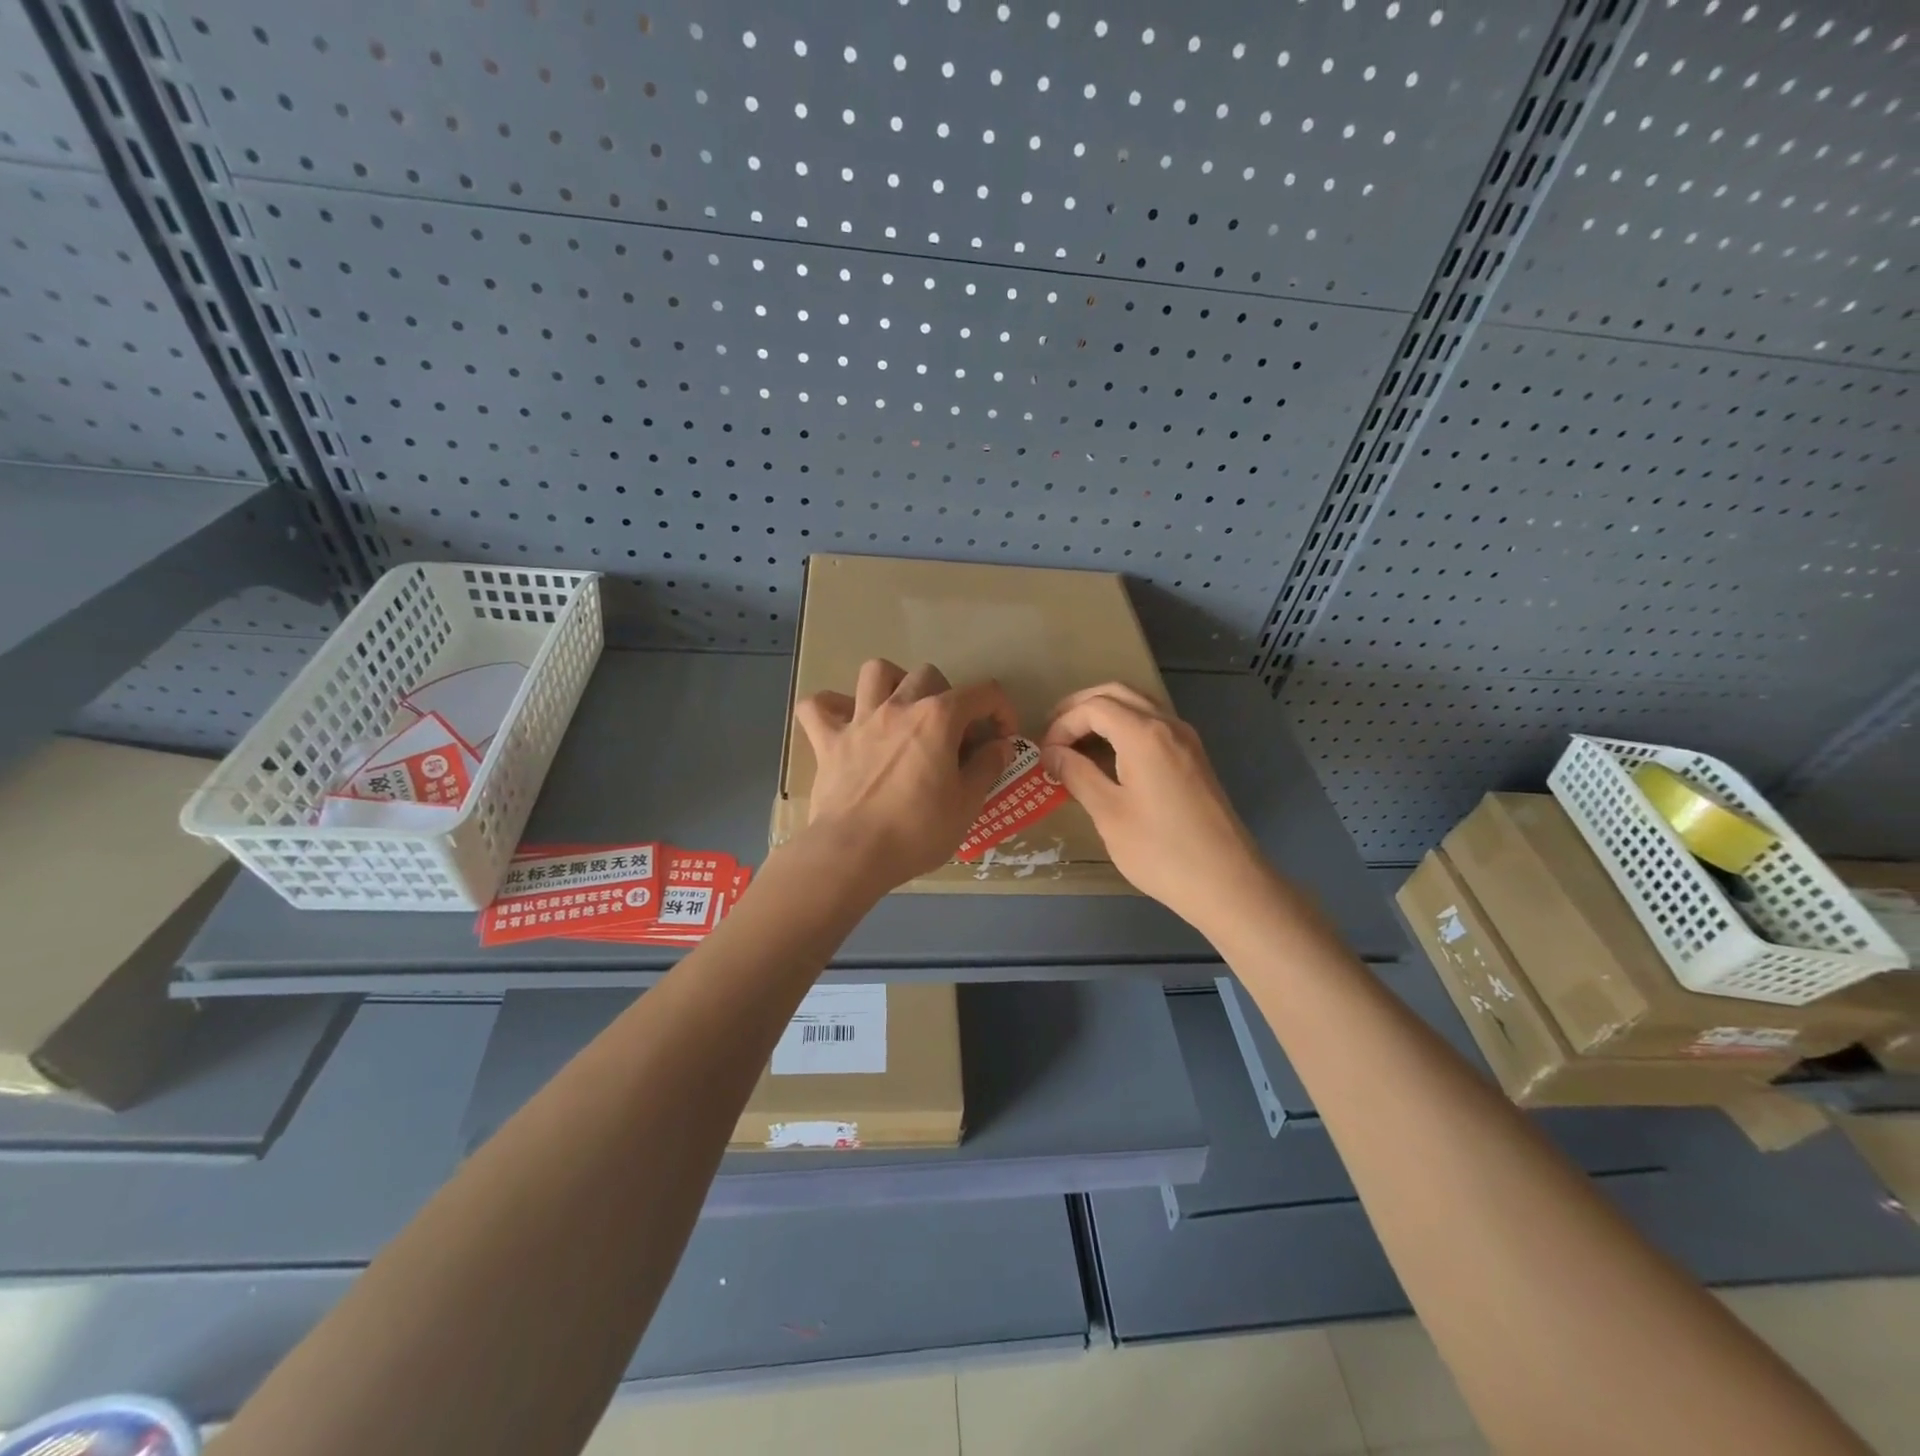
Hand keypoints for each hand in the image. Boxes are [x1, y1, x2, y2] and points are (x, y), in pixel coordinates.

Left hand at [793, 659, 1017, 892]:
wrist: (854, 852)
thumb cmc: (917, 831)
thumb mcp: (967, 805)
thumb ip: (986, 767)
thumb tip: (999, 746)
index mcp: (938, 718)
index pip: (982, 693)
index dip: (1001, 710)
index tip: (1003, 738)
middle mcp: (898, 707)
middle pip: (928, 675)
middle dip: (947, 696)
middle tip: (950, 733)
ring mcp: (859, 720)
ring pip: (875, 672)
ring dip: (892, 683)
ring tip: (900, 710)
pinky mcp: (827, 741)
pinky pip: (818, 707)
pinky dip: (831, 707)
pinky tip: (844, 723)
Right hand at [1040, 684, 1268, 931]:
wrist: (1227, 882)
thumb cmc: (1161, 850)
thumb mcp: (1108, 813)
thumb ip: (1077, 775)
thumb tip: (1052, 753)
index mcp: (1145, 734)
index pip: (1094, 707)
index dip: (1063, 724)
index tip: (1045, 754)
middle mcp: (1168, 725)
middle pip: (1117, 694)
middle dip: (1080, 707)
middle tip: (1053, 733)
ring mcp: (1186, 740)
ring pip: (1138, 705)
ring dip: (1104, 714)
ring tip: (1075, 743)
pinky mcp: (1193, 758)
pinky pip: (1153, 725)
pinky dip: (1124, 728)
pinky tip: (1108, 758)